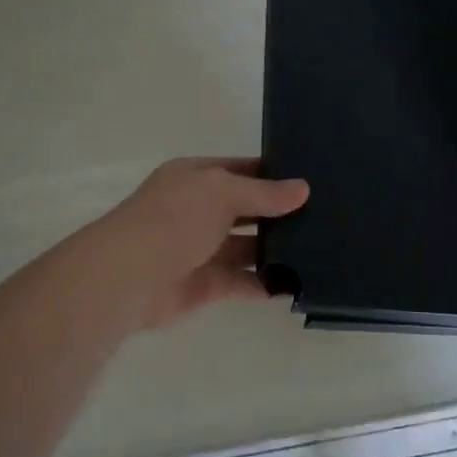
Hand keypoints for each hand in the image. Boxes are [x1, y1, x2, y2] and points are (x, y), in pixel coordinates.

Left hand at [107, 158, 309, 329]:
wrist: (129, 276)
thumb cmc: (174, 219)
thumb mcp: (222, 192)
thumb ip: (263, 193)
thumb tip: (303, 189)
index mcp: (195, 178)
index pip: (240, 170)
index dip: (272, 173)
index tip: (311, 179)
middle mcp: (198, 211)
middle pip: (246, 210)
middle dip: (279, 214)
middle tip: (326, 216)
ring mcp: (201, 249)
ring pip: (247, 248)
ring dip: (276, 250)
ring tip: (321, 249)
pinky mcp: (206, 286)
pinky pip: (243, 282)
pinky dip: (267, 284)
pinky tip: (299, 282)